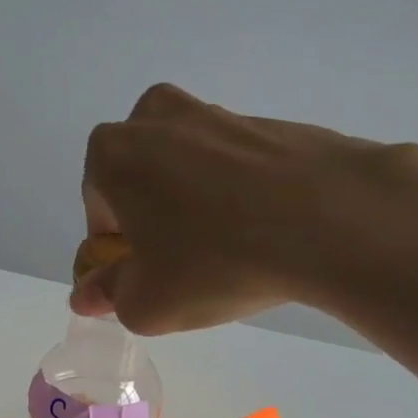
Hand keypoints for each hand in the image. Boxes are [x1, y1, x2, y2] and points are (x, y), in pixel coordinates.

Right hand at [73, 82, 417, 333]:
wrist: (329, 219)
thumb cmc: (215, 262)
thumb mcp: (145, 303)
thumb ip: (106, 295)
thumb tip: (88, 292)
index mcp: (114, 153)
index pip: (99, 211)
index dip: (119, 252)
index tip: (147, 278)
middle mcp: (158, 118)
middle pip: (141, 182)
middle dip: (153, 222)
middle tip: (184, 265)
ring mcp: (218, 114)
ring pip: (189, 171)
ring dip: (196, 207)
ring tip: (230, 251)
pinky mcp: (269, 123)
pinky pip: (236, 168)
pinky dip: (239, 196)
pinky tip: (265, 233)